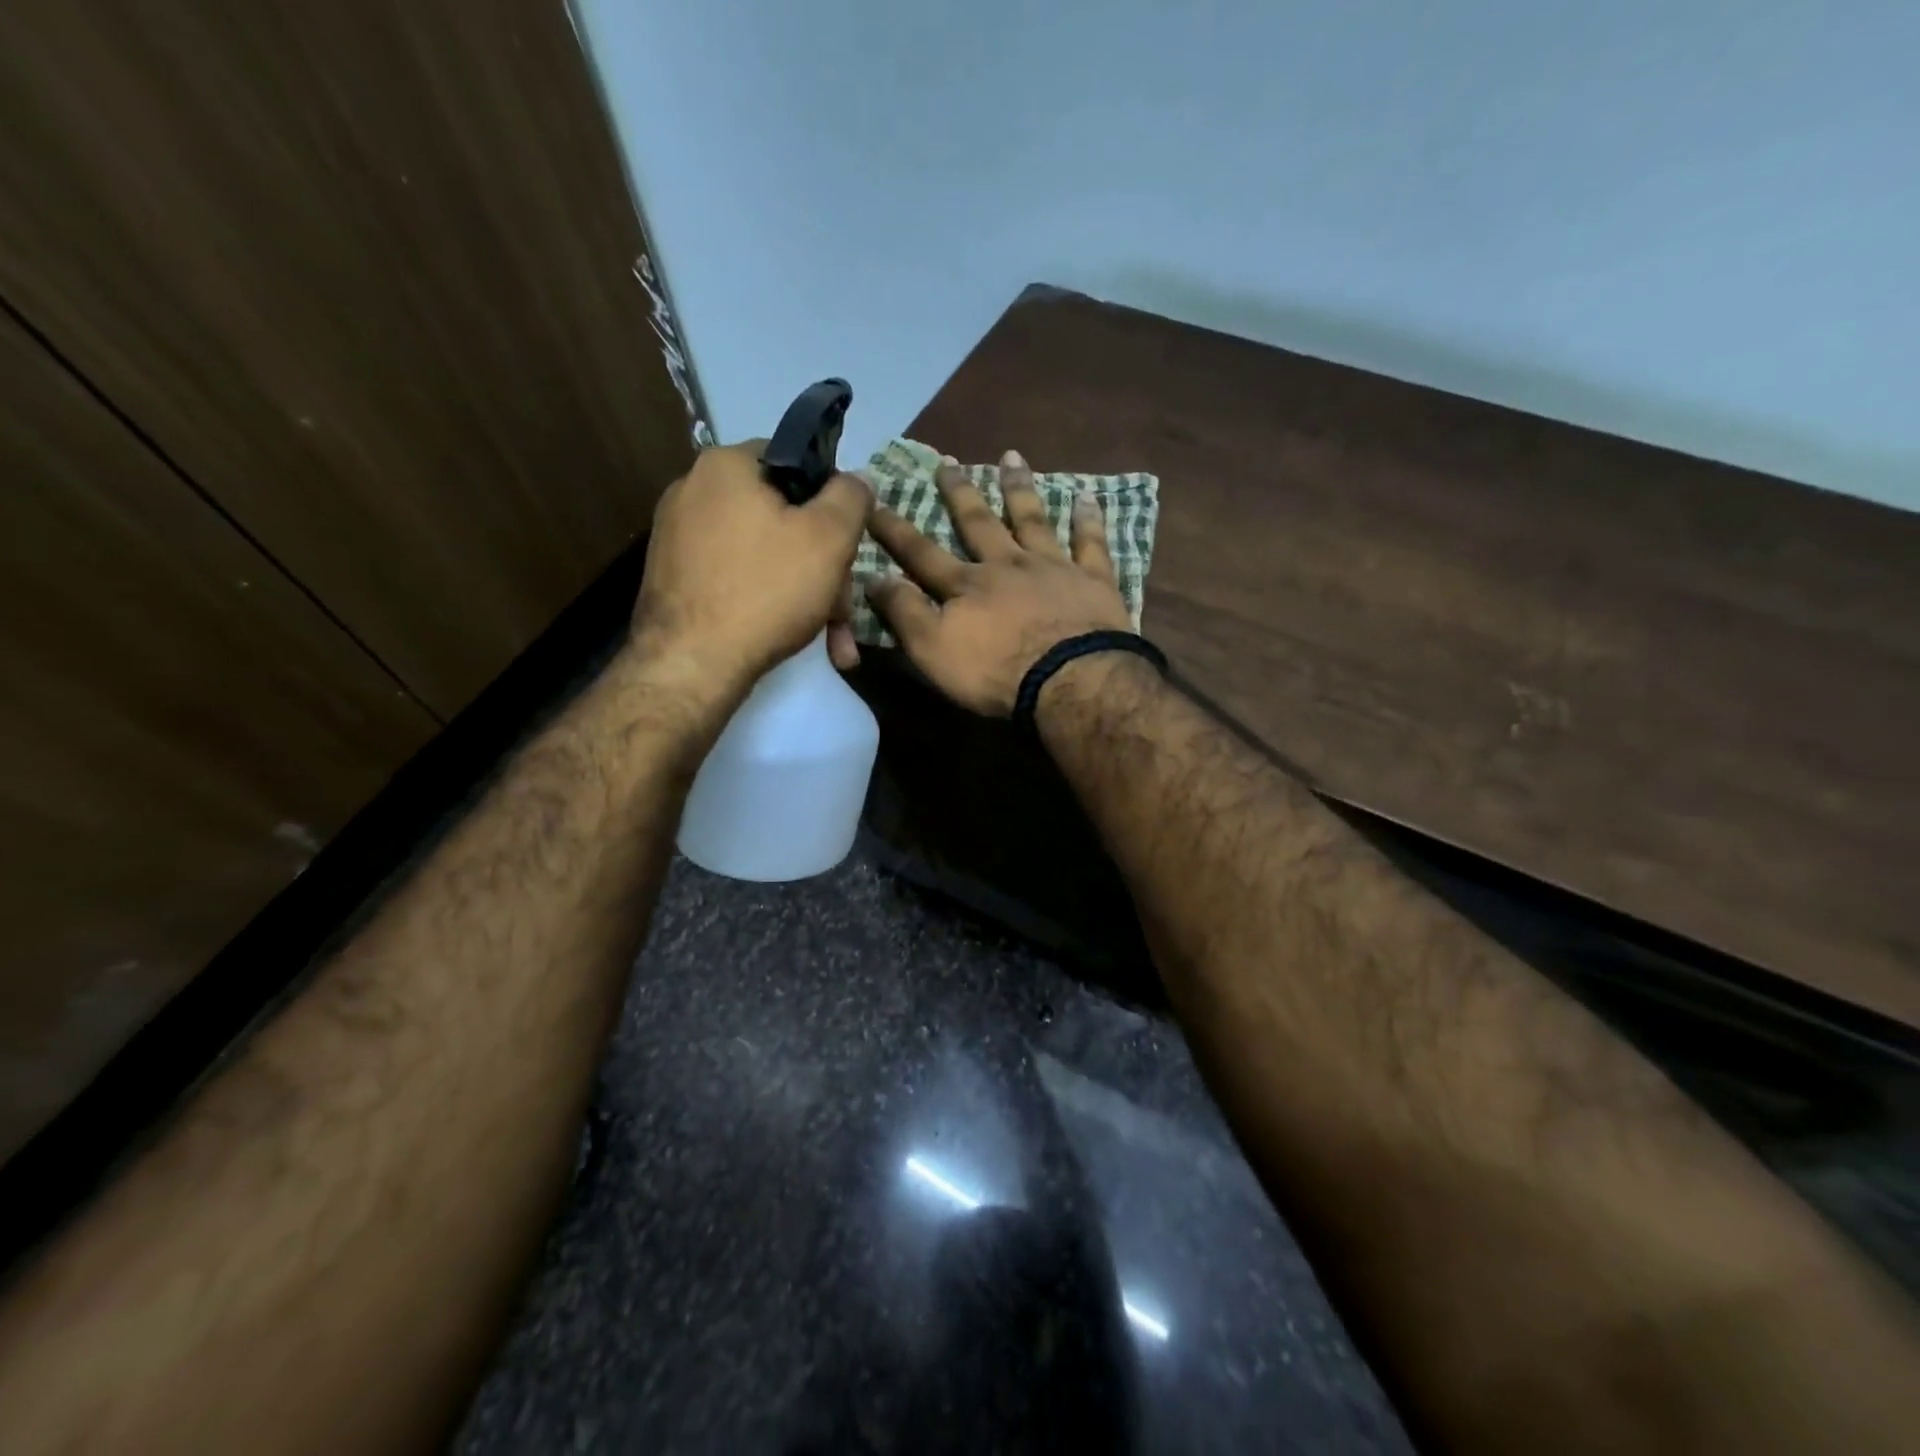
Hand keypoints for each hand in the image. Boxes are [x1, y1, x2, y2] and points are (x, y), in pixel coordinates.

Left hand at [633, 441, 871, 689]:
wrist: (691, 664)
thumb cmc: (766, 591)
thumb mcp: (829, 538)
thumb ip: (851, 497)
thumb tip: (856, 479)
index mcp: (726, 465)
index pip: (796, 462)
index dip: (832, 501)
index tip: (849, 544)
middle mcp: (693, 490)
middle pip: (781, 517)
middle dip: (822, 565)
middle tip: (843, 609)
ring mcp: (678, 537)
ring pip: (764, 555)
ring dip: (804, 593)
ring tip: (831, 640)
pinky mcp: (675, 578)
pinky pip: (737, 578)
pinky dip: (768, 602)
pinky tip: (792, 637)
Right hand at [867, 451, 1132, 715]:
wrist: (1070, 680)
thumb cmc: (996, 672)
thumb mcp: (933, 650)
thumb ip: (904, 613)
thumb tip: (874, 577)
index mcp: (967, 585)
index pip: (922, 553)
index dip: (896, 530)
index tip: (874, 502)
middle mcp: (1007, 565)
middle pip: (979, 523)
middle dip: (960, 493)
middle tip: (948, 462)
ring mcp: (1053, 568)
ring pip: (1033, 519)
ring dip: (1019, 489)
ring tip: (1012, 457)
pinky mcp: (1093, 580)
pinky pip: (1091, 542)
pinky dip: (1088, 519)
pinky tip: (1087, 497)